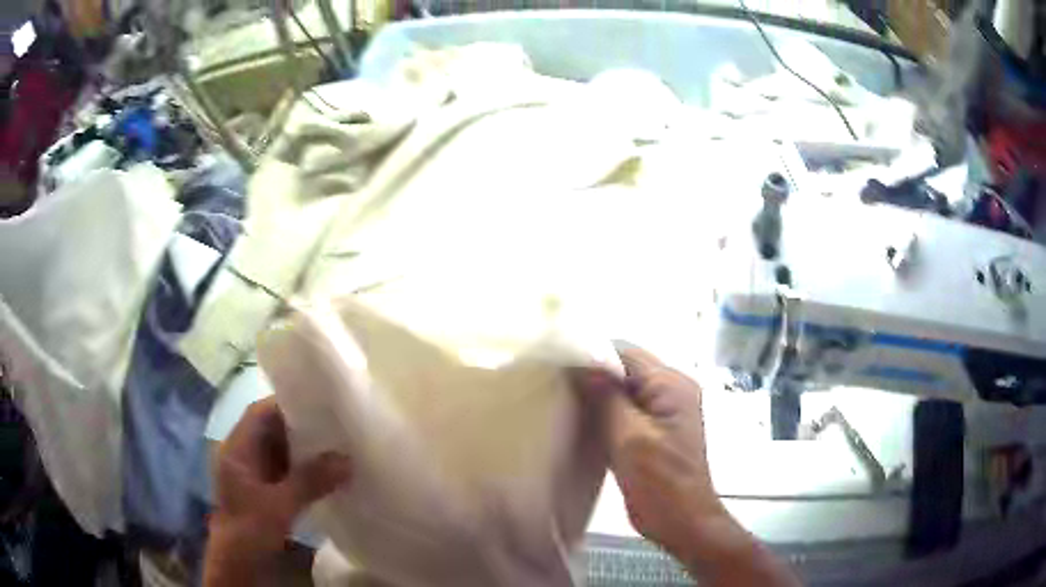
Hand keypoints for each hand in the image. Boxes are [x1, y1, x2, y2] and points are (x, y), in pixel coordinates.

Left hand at [205, 398, 350, 585]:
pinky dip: (303, 469)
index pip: (259, 413)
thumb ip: (310, 481)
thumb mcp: (280, 505)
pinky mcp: (263, 491)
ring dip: (304, 450)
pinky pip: (285, 471)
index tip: (319, 405)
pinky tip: (325, 474)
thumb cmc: (249, 529)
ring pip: (280, 451)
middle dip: (301, 428)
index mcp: (237, 448)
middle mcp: (242, 455)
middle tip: (335, 427)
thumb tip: (347, 459)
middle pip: (271, 430)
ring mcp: (252, 474)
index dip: (286, 404)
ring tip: (336, 447)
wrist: (238, 564)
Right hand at [577, 344, 799, 586]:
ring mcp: (662, 413)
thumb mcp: (629, 436)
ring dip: (595, 397)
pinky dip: (602, 415)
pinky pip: (623, 412)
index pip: (626, 353)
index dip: (591, 355)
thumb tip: (581, 362)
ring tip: (559, 402)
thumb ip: (606, 397)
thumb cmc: (660, 480)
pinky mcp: (651, 433)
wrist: (680, 521)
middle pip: (624, 370)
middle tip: (554, 385)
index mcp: (671, 384)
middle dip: (591, 376)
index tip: (556, 365)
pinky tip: (577, 423)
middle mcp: (670, 391)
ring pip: (622, 392)